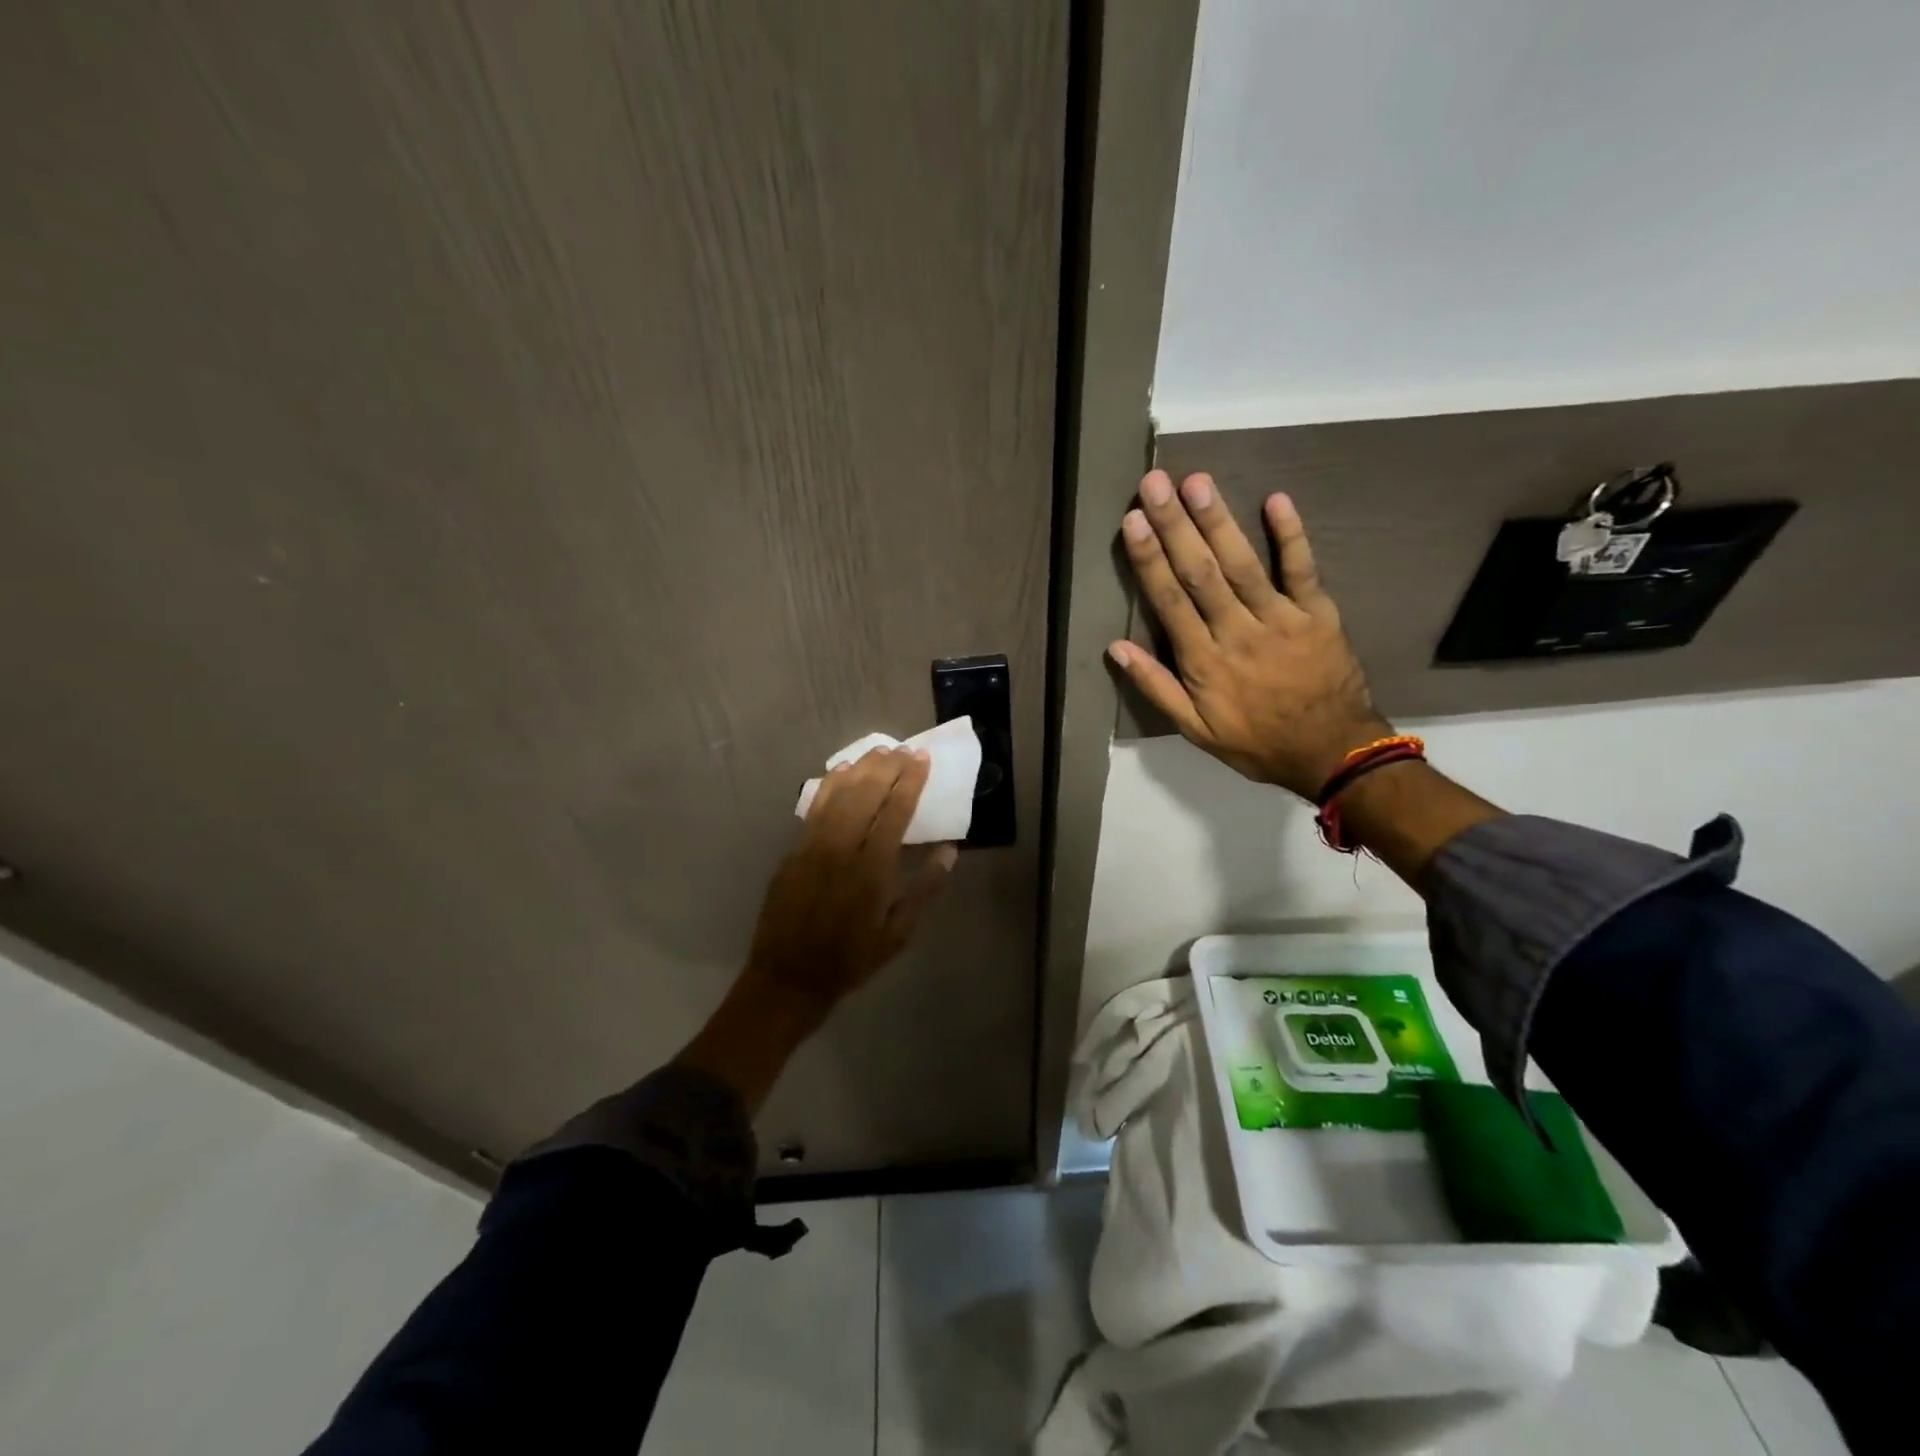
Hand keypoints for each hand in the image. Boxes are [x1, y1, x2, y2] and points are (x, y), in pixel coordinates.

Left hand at [744, 747, 957, 1016]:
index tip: (922, 759)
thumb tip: (949, 852)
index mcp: (872, 871)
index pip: (895, 813)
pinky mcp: (794, 851)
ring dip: (861, 769)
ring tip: (880, 751)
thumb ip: (924, 890)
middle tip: (904, 749)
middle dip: (888, 767)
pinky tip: (842, 770)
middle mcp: (842, 850)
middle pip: (866, 795)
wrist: (789, 977)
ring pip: (839, 795)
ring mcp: (813, 848)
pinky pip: (815, 808)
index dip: (910, 782)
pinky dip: (830, 785)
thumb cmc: (851, 959)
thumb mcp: (897, 934)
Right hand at [1108, 469, 1390, 799]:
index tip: (1132, 522)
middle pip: (1201, 573)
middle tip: (1156, 483)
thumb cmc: (1255, 742)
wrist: (1332, 753)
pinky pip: (1303, 569)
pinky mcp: (1318, 613)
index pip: (1170, 602)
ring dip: (1219, 521)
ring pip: (1243, 565)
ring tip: (1197, 482)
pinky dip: (1291, 535)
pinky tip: (1276, 499)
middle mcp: (1238, 633)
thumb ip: (1156, 687)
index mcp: (1204, 662)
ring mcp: (1281, 619)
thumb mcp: (1195, 730)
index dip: (1150, 559)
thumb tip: (1115, 648)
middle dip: (1175, 526)